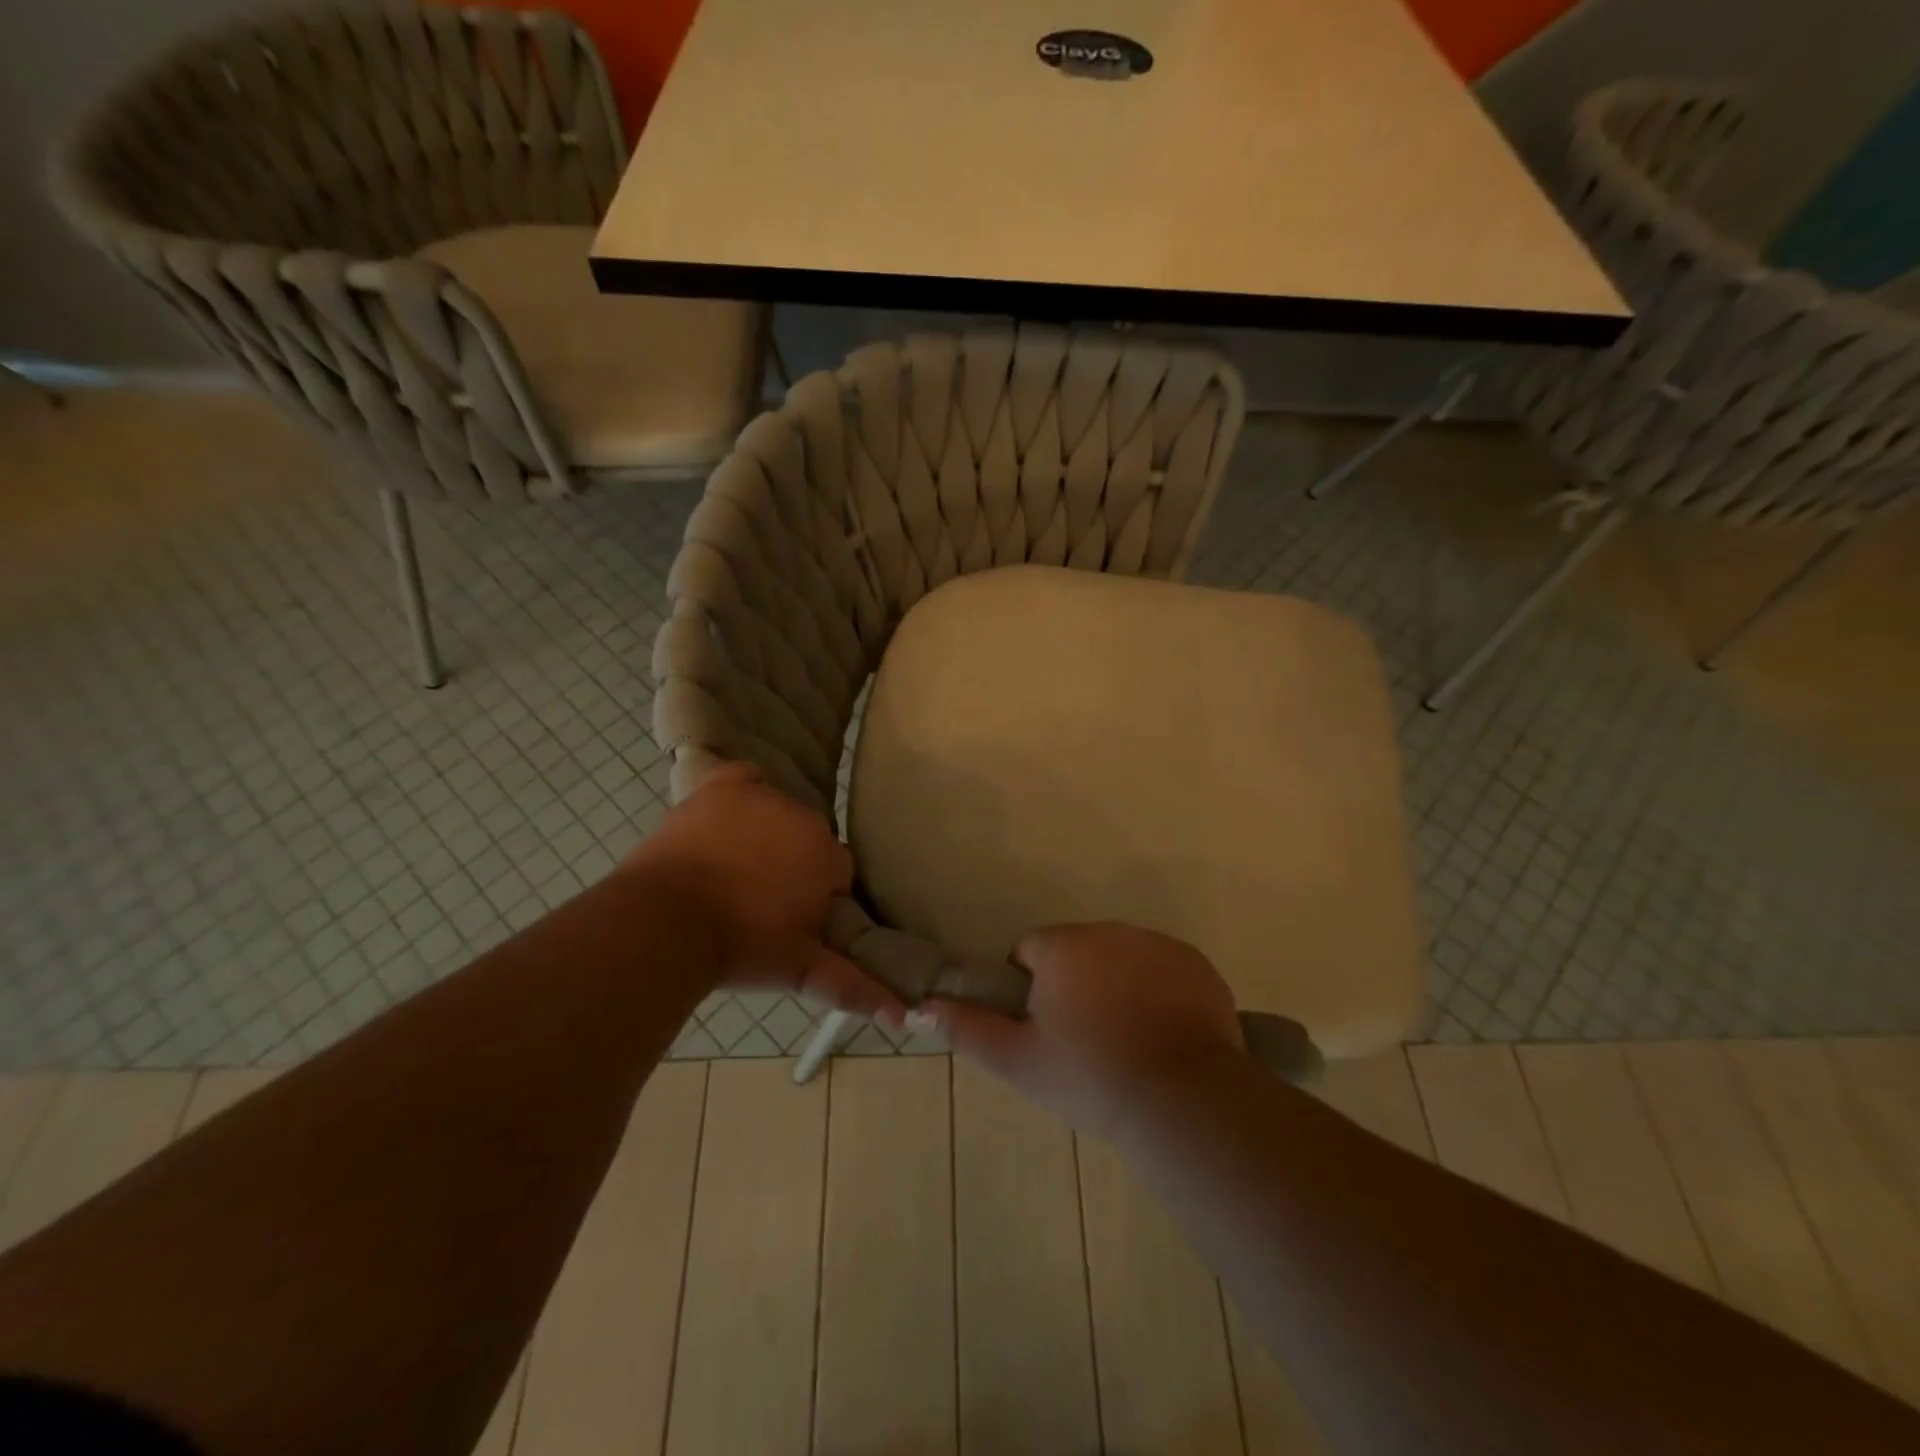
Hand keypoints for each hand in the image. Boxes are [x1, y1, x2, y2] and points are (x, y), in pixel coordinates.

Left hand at [624, 763, 905, 1025]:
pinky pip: (744, 779)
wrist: (665, 922)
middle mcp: (802, 818)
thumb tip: (901, 1016)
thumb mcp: (800, 969)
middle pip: (810, 839)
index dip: (818, 896)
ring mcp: (760, 797)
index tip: (794, 919)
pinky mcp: (720, 788)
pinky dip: (743, 793)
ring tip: (736, 871)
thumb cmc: (741, 946)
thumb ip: (854, 986)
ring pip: (779, 813)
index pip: (838, 871)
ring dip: (769, 835)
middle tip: (763, 901)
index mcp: (827, 856)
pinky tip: (730, 817)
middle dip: (795, 865)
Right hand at [924, 922, 1244, 1139]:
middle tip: (1084, 1041)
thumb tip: (923, 1007)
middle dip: (1074, 984)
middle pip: (1078, 951)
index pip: (1030, 951)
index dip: (1030, 988)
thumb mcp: (1018, 1061)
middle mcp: (1110, 930)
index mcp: (1063, 946)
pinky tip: (1163, 1035)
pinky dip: (1157, 992)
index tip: (1045, 1030)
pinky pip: (1163, 970)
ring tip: (1125, 1041)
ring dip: (1115, 985)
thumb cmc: (1089, 1077)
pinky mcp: (1196, 965)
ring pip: (1120, 958)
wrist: (1182, 1099)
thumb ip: (968, 1028)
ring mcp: (1158, 944)